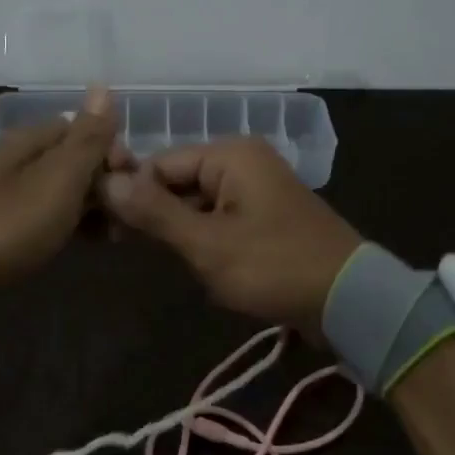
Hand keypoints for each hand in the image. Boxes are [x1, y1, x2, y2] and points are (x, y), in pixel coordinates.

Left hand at [0, 87, 117, 316]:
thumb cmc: (3, 225)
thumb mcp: (57, 180)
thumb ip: (85, 138)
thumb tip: (103, 87)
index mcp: (30, 140)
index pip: (85, 130)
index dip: (114, 155)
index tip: (132, 189)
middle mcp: (14, 157)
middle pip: (71, 160)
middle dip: (104, 185)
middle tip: (124, 222)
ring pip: (56, 190)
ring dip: (86, 208)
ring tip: (107, 238)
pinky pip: (38, 214)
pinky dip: (62, 224)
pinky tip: (70, 244)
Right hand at [100, 136, 361, 337]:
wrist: (349, 299)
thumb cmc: (274, 266)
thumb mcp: (208, 243)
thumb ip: (154, 212)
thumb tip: (105, 181)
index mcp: (230, 154)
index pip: (159, 162)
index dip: (130, 192)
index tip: (104, 227)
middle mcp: (242, 161)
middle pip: (178, 179)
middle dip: (154, 213)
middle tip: (123, 246)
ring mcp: (256, 188)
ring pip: (196, 201)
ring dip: (178, 230)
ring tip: (161, 259)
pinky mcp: (264, 215)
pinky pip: (219, 217)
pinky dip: (203, 237)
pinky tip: (195, 264)